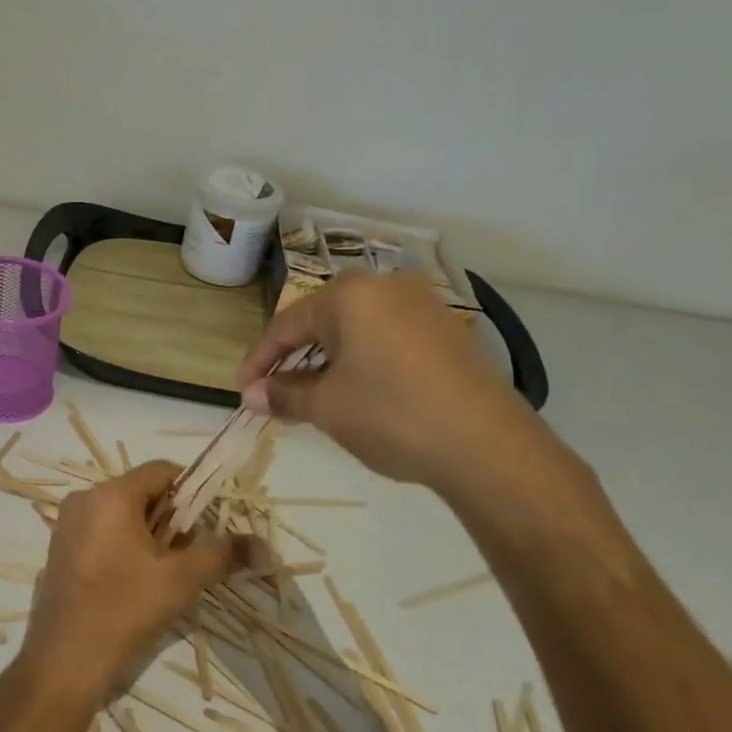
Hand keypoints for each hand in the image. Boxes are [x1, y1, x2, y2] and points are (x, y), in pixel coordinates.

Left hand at [17, 462, 247, 708]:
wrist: (63, 662)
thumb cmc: (124, 609)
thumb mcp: (180, 580)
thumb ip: (221, 554)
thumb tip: (263, 546)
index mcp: (110, 495)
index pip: (161, 471)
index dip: (192, 491)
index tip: (210, 523)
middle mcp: (84, 500)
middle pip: (141, 493)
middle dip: (172, 518)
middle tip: (192, 554)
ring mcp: (67, 526)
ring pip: (121, 515)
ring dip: (150, 535)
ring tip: (168, 573)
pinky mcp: (60, 551)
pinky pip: (101, 533)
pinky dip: (124, 546)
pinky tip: (136, 583)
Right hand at [238, 270, 562, 499]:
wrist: (487, 445)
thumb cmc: (391, 414)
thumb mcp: (327, 407)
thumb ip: (284, 394)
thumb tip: (252, 395)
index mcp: (349, 294)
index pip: (286, 325)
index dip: (259, 361)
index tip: (243, 393)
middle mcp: (385, 286)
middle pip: (322, 322)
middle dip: (294, 360)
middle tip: (276, 395)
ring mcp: (422, 306)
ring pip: (357, 330)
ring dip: (328, 362)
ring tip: (313, 398)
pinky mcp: (447, 331)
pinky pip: (387, 339)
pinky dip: (363, 362)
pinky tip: (359, 393)